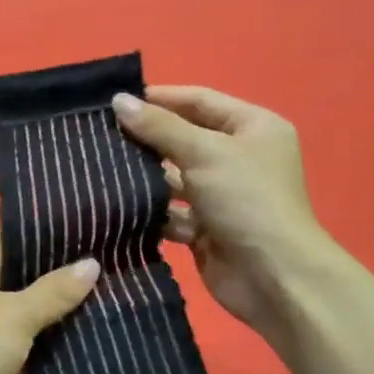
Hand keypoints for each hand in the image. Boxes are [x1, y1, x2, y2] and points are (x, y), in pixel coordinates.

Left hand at [0, 231, 97, 373]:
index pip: (18, 235)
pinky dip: (30, 341)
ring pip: (13, 307)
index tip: (102, 242)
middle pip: (17, 271)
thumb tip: (91, 263)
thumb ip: (54, 291)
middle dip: (58, 279)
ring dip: (47, 313)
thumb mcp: (16, 317)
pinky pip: (5, 337)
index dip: (58, 240)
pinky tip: (69, 343)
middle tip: (112, 278)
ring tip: (102, 308)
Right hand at [112, 86, 324, 343]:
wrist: (273, 276)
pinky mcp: (206, 228)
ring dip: (145, 177)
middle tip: (100, 135)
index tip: (117, 100)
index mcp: (252, 128)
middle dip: (147, 139)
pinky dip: (151, 211)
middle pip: (185, 139)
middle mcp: (239, 157)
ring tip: (102, 169)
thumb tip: (119, 101)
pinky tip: (117, 206)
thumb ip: (160, 127)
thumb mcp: (204, 152)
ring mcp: (222, 195)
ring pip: (175, 177)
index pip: (200, 100)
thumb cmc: (246, 200)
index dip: (160, 98)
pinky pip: (172, 212)